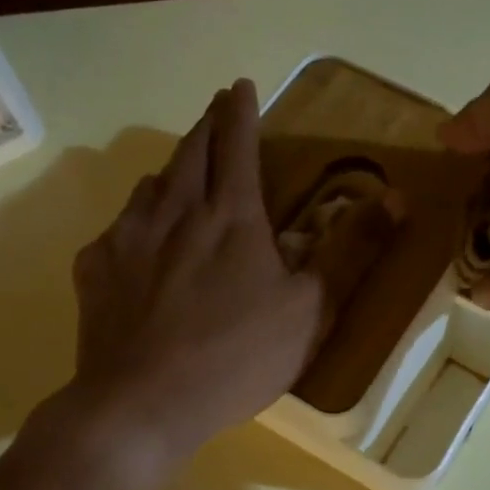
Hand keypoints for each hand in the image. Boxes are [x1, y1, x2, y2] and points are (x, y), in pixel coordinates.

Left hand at [56, 80, 326, 485]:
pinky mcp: (94, 268)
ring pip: (150, 185)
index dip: (240, 110)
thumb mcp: (310, 311)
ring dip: (171, 171)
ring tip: (180, 174)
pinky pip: (118, 227)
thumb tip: (395, 199)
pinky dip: (137, 219)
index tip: (240, 85)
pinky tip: (140, 241)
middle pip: (189, 151)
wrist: (142, 404)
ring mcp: (126, 237)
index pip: (236, 143)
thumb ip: (350, 252)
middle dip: (206, 125)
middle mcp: (174, 211)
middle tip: (214, 112)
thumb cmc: (237, 358)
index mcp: (230, 216)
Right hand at [439, 50, 489, 325]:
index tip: (441, 147)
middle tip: (414, 190)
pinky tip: (417, 271)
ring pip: (477, 235)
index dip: (474, 137)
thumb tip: (450, 136)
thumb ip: (485, 109)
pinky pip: (473, 284)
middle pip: (489, 187)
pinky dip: (450, 282)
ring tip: (405, 227)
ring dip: (445, 233)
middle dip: (453, 188)